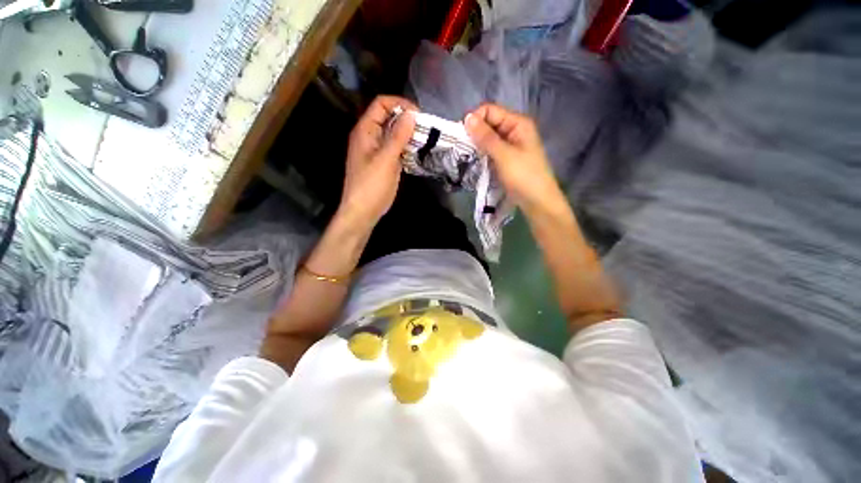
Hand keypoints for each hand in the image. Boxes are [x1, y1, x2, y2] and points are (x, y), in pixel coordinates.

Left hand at [338, 96, 415, 229]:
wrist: (363, 210)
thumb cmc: (371, 185)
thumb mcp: (386, 159)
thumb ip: (398, 136)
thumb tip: (411, 114)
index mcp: (365, 130)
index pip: (381, 104)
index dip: (399, 104)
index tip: (418, 115)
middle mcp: (370, 136)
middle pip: (388, 118)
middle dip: (407, 119)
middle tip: (425, 128)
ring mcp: (377, 150)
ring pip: (394, 134)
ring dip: (408, 134)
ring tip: (425, 139)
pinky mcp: (384, 162)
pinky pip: (396, 148)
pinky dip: (407, 147)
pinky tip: (418, 152)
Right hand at [464, 104, 563, 213]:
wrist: (537, 201)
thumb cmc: (523, 176)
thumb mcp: (503, 155)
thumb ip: (485, 137)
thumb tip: (467, 117)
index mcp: (517, 123)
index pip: (490, 111)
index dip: (475, 120)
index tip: (462, 136)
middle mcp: (514, 130)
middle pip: (489, 123)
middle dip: (474, 133)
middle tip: (462, 148)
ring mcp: (510, 146)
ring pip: (488, 139)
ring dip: (477, 145)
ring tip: (466, 156)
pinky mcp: (506, 159)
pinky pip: (490, 151)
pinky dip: (482, 154)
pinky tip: (475, 162)